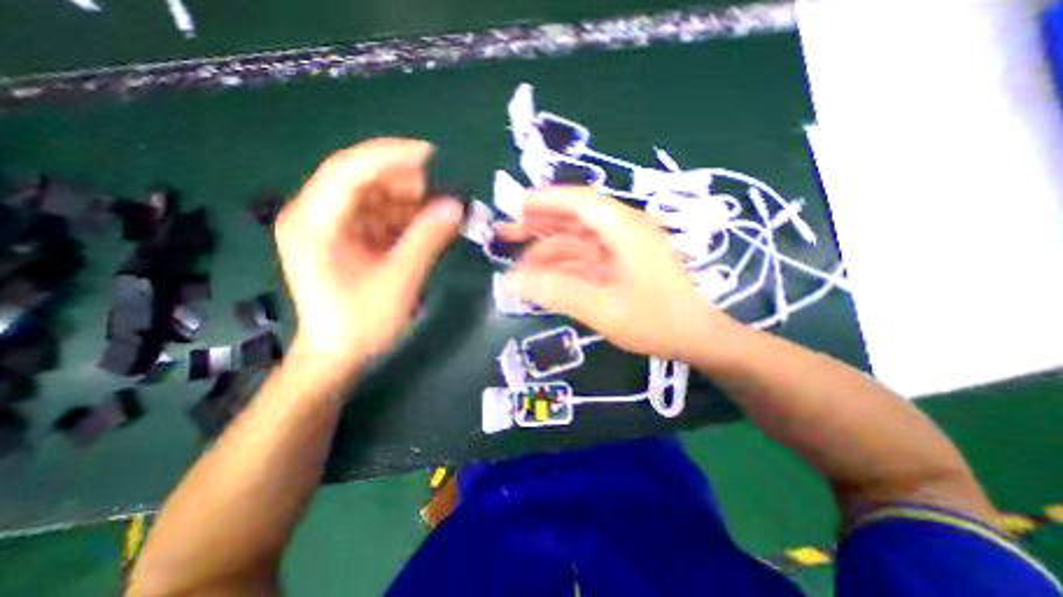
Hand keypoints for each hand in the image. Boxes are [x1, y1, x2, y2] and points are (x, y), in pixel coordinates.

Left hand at [274, 137, 461, 382]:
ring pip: (372, 196)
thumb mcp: (400, 279)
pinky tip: (424, 227)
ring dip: (406, 201)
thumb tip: (456, 207)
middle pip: (361, 178)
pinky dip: (402, 217)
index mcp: (315, 222)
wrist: (338, 354)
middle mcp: (315, 215)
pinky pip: (376, 215)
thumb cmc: (362, 322)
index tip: (431, 155)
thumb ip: (427, 239)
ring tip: (437, 213)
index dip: (392, 156)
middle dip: (403, 182)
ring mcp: (329, 226)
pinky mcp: (344, 238)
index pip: (350, 169)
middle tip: (439, 193)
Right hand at [497, 187, 732, 360]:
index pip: (578, 201)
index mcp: (624, 229)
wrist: (696, 337)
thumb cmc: (655, 322)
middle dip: (539, 223)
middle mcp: (623, 229)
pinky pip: (586, 257)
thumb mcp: (601, 309)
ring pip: (578, 239)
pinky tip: (544, 276)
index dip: (544, 200)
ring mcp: (623, 246)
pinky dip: (564, 264)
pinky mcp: (621, 262)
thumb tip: (511, 281)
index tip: (513, 205)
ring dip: (548, 248)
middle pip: (574, 217)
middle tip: (506, 232)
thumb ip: (556, 292)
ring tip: (518, 262)